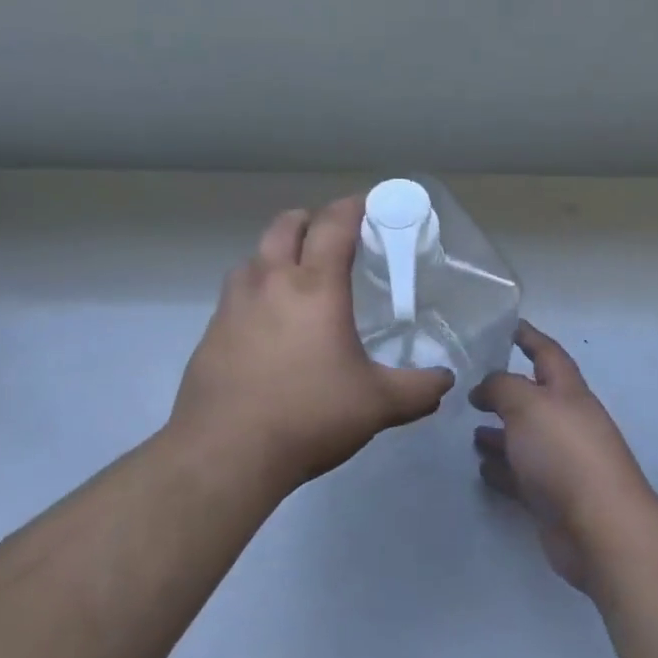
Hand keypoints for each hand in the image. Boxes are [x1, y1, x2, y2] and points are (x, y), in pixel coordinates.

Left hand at [171, 195, 455, 491]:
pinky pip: (237, 292)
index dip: (353, 206)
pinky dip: (256, 289)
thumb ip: (418, 389)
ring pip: (256, 254)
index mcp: (315, 286)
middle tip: (332, 238)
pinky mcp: (211, 329)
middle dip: (312, 219)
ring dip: (278, 252)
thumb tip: (445, 381)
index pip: (334, 224)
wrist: (225, 452)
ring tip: (297, 279)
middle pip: (287, 224)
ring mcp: (234, 303)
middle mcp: (271, 281)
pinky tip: (267, 324)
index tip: (369, 204)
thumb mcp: (376, 405)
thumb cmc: (308, 415)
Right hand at [471, 322, 657, 591]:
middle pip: (534, 398)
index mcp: (568, 392)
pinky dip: (502, 468)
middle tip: (472, 386)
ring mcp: (562, 462)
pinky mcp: (553, 498)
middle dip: (506, 391)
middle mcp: (568, 423)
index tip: (508, 325)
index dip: (529, 337)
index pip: (547, 354)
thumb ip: (501, 387)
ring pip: (525, 439)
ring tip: (471, 429)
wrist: (600, 529)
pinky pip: (521, 475)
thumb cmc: (564, 453)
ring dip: (500, 432)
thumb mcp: (526, 404)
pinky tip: (482, 467)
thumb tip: (484, 388)